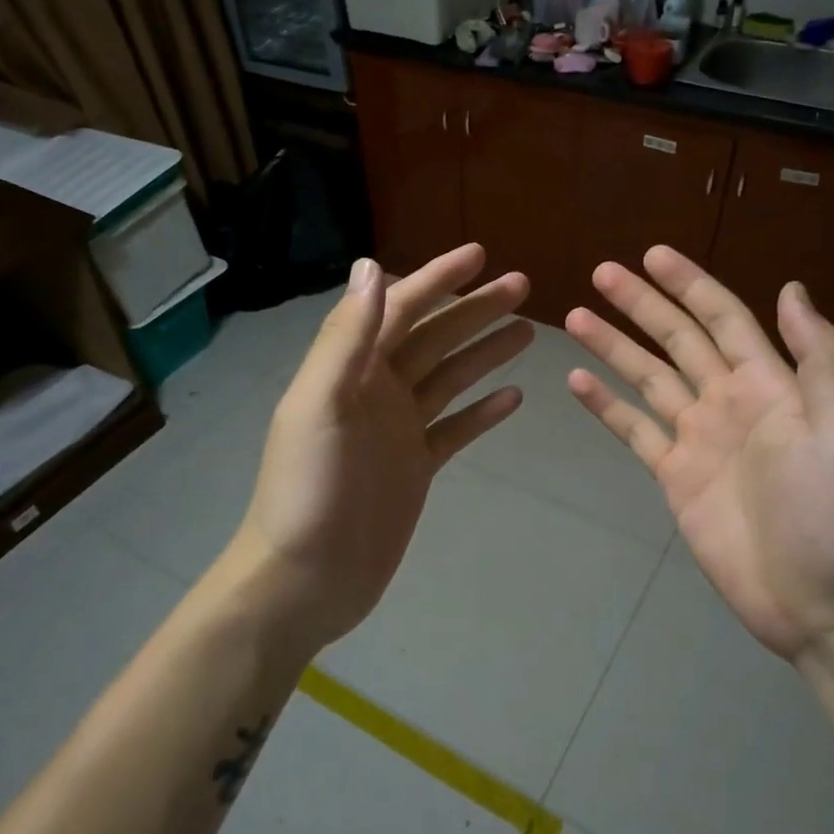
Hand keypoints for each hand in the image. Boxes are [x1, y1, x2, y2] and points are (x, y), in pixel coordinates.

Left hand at [230, 244, 532, 656]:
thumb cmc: (308, 490)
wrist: (305, 579)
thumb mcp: (320, 405)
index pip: (400, 308)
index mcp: (351, 369)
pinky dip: (482, 411)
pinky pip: (455, 428)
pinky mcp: (416, 466)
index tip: (479, 254)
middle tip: (522, 285)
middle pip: (434, 337)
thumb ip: (347, 338)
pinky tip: (514, 396)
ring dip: (485, 351)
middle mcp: (377, 390)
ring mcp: (399, 429)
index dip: (438, 279)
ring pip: (450, 377)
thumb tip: (371, 266)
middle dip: (475, 309)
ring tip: (529, 330)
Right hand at [565, 247, 833, 662]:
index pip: (722, 318)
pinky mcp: (673, 474)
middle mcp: (727, 400)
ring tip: (575, 317)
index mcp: (767, 383)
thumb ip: (819, 358)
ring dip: (613, 346)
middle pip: (676, 339)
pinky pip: (634, 429)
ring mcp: (696, 437)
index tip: (653, 255)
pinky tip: (576, 381)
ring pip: (647, 378)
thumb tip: (791, 288)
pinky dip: (605, 406)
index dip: (690, 284)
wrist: (814, 596)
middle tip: (601, 272)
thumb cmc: (831, 511)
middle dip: (640, 304)